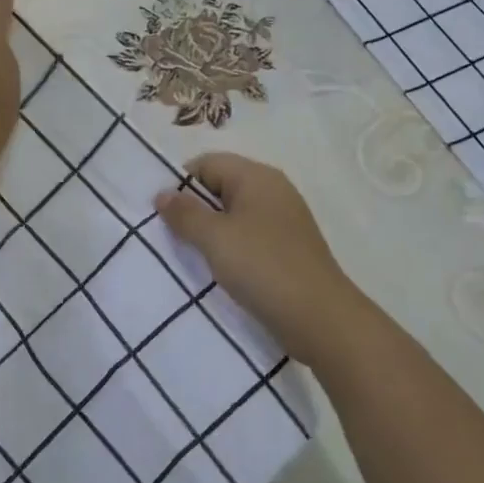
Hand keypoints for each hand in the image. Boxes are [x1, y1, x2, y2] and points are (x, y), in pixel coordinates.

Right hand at [155, 153, 362, 367]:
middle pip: (221, 186)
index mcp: (257, 177)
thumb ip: (185, 213)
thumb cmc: (263, 267)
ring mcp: (283, 220)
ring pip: (234, 214)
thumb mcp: (215, 238)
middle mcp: (273, 191)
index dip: (181, 183)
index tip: (163, 214)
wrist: (320, 319)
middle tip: (170, 236)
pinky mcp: (287, 248)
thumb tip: (163, 193)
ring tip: (191, 255)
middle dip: (194, 208)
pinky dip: (231, 248)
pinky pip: (249, 236)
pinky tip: (220, 270)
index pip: (207, 163)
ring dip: (211, 232)